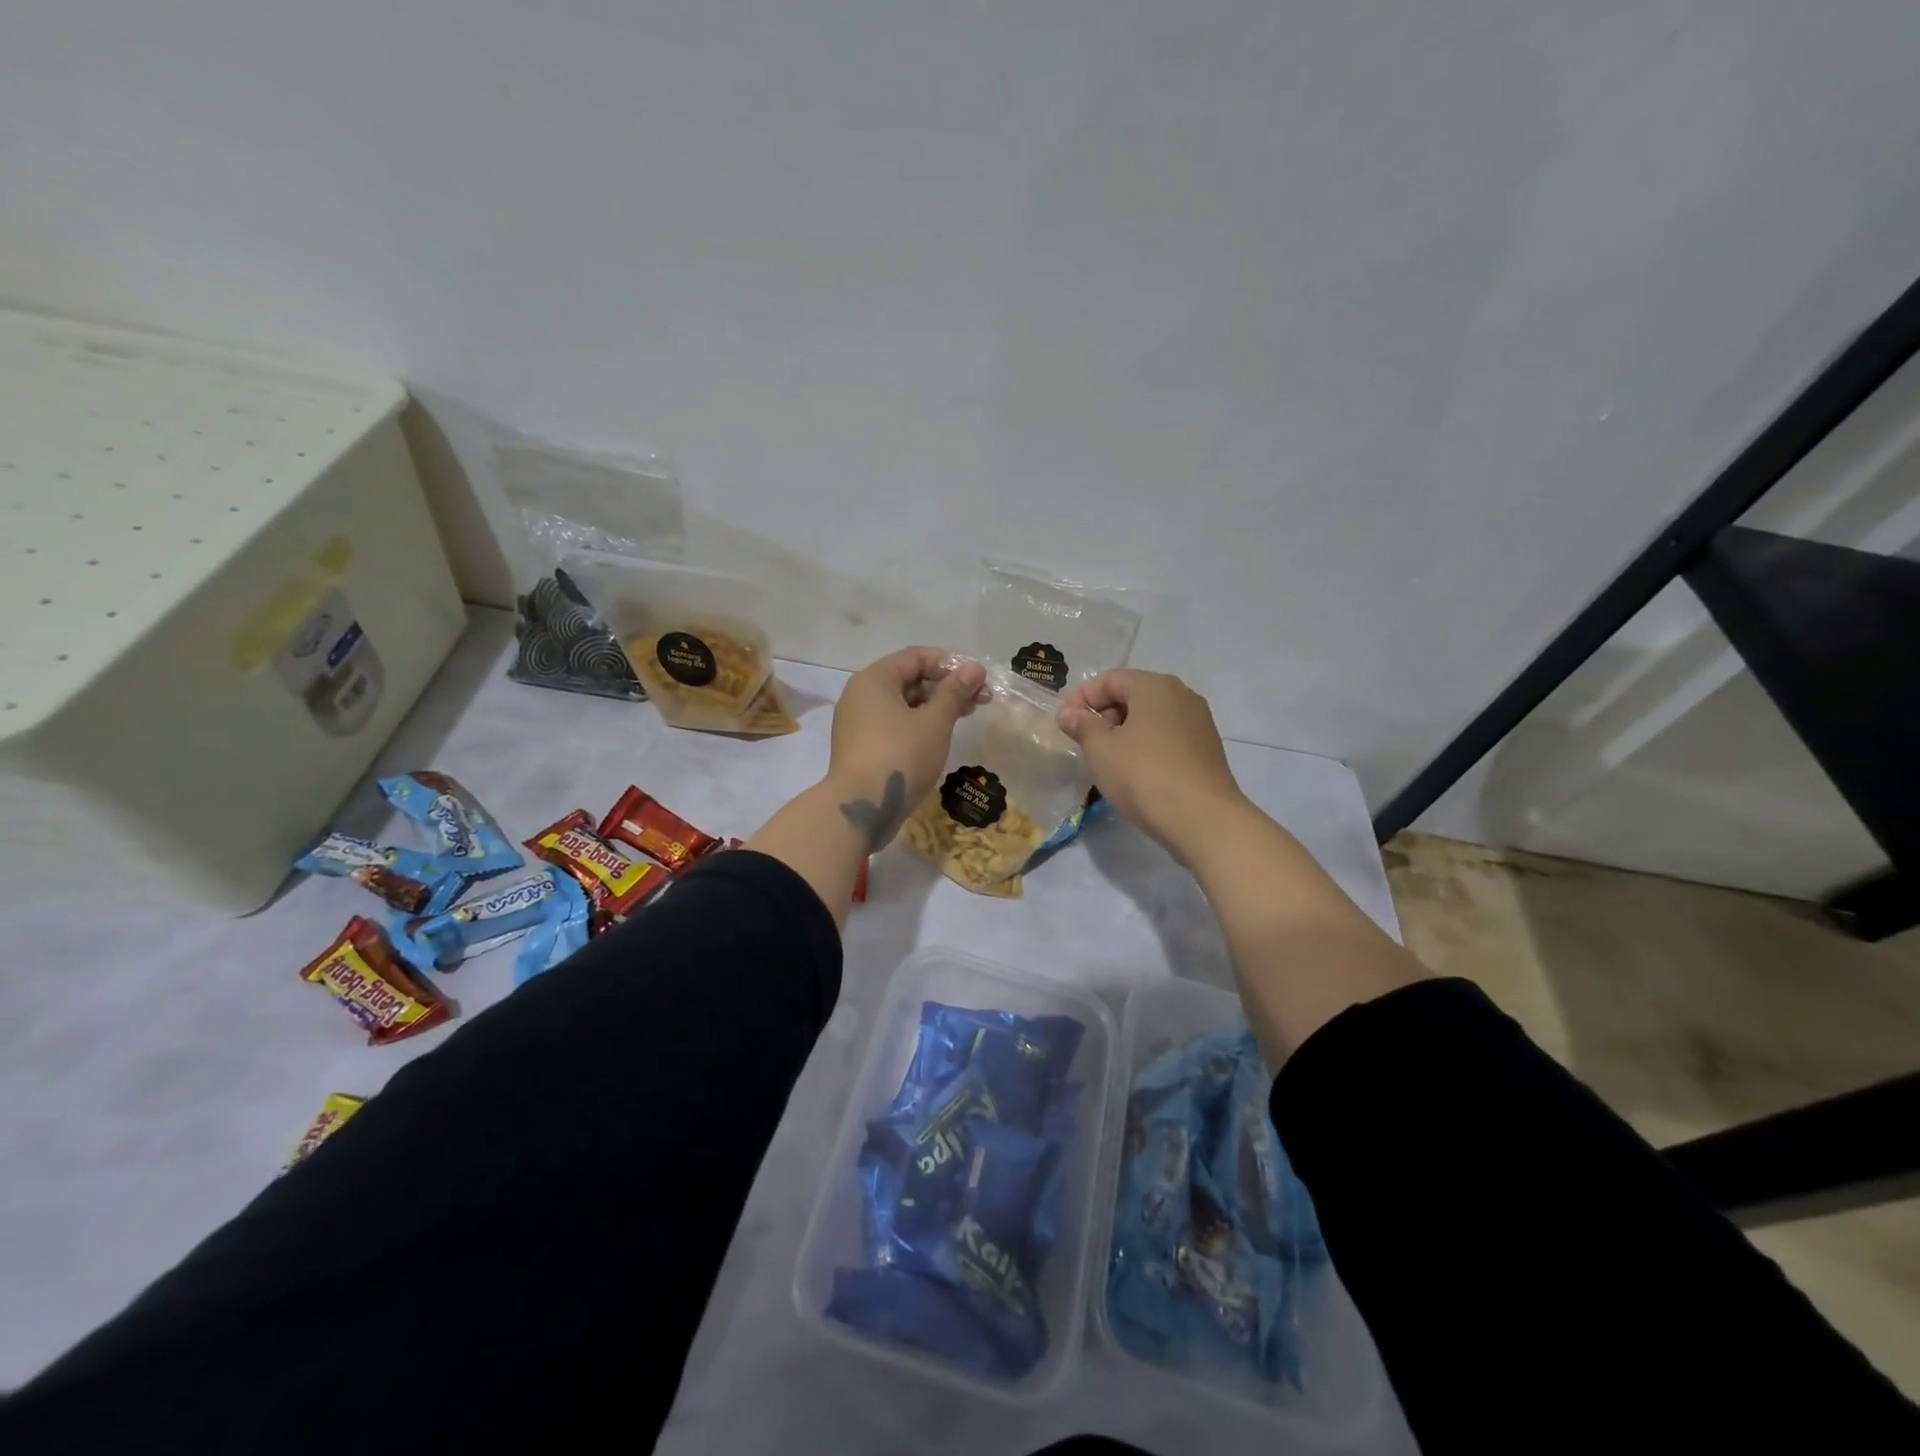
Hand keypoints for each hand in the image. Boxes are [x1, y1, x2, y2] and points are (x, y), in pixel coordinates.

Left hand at [826, 648, 986, 851]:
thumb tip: (973, 667)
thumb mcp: (934, 722)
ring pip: (902, 704)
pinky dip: (918, 725)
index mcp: (874, 680)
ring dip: (935, 707)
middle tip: (980, 700)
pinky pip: (893, 725)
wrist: (861, 809)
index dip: (950, 664)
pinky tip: (939, 737)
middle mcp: (861, 695)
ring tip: (966, 717)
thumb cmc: (900, 757)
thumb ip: (954, 692)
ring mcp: (858, 723)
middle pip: (909, 679)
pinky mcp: (861, 747)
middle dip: (946, 687)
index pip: (916, 657)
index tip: (978, 680)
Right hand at [1056, 669, 1247, 862]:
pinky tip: (1134, 770)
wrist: (1202, 819)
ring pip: (1151, 717)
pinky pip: (1167, 737)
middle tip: (1083, 740)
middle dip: (1103, 713)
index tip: (1063, 721)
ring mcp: (1199, 722)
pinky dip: (1146, 745)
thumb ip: (1082, 726)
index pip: (1110, 679)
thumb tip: (1069, 713)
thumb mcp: (1101, 749)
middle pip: (1133, 695)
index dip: (1082, 697)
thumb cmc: (1143, 775)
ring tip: (1105, 758)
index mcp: (1155, 686)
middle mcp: (1182, 695)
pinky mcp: (1207, 749)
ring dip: (1124, 731)